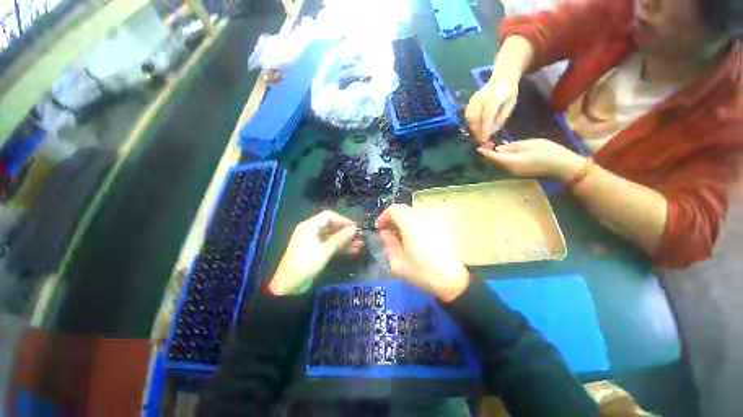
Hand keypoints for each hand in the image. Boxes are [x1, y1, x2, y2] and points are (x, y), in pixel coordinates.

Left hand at [269, 211, 361, 294]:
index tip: (354, 227)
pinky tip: (353, 250)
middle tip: (359, 236)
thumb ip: (340, 238)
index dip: (343, 220)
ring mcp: (313, 241)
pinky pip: (330, 245)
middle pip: (331, 226)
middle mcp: (311, 231)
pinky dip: (340, 247)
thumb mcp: (325, 251)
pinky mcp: (316, 251)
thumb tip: (354, 229)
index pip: (329, 216)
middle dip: (346, 231)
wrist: (289, 286)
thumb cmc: (306, 264)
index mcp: (310, 226)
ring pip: (332, 237)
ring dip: (345, 240)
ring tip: (360, 244)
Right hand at [375, 204, 469, 301]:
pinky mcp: (440, 228)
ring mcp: (432, 222)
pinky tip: (413, 239)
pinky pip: (422, 220)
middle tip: (388, 232)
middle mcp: (422, 218)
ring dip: (403, 221)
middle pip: (404, 210)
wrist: (452, 279)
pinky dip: (414, 225)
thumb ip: (389, 244)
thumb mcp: (398, 263)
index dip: (384, 216)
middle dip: (393, 218)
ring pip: (414, 214)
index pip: (393, 210)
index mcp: (410, 224)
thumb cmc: (422, 272)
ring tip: (400, 236)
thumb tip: (385, 233)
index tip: (380, 228)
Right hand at [465, 77, 518, 143]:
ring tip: (478, 136)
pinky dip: (470, 124)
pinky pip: (467, 116)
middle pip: (475, 118)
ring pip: (469, 118)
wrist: (502, 78)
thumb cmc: (508, 94)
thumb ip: (501, 119)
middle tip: (481, 141)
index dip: (485, 129)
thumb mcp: (510, 105)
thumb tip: (491, 133)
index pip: (487, 116)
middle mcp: (482, 98)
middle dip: (477, 131)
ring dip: (473, 129)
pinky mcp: (470, 102)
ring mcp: (474, 99)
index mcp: (495, 97)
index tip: (485, 140)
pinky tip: (475, 128)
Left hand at [476, 138, 585, 180]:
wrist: (563, 167)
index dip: (485, 152)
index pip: (493, 157)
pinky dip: (502, 159)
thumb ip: (511, 147)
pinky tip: (503, 153)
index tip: (478, 147)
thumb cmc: (548, 152)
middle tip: (486, 144)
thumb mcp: (529, 144)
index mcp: (510, 162)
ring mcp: (513, 173)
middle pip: (495, 161)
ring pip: (500, 164)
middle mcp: (508, 170)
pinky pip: (506, 165)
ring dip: (495, 156)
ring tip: (492, 146)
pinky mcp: (518, 173)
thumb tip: (498, 149)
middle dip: (489, 153)